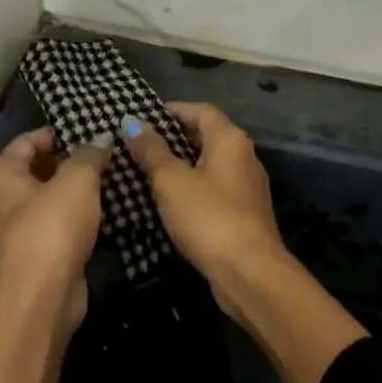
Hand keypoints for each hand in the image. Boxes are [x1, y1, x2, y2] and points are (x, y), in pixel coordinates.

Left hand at [0, 126, 110, 332]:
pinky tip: (108, 209)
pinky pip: (60, 224)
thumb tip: (102, 138)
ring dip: (79, 189)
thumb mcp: (77, 181)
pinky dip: (80, 216)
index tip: (92, 129)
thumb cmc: (51, 227)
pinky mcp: (39, 253)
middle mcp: (3, 199)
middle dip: (73, 160)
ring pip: (52, 198)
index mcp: (1, 174)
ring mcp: (19, 229)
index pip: (28, 140)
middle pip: (40, 168)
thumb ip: (90, 155)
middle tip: (109, 151)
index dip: (59, 132)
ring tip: (114, 176)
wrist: (42, 297)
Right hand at [120, 102, 285, 287]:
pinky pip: (214, 188)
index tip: (142, 117)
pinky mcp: (245, 213)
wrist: (249, 272)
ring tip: (147, 171)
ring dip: (181, 164)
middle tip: (139, 144)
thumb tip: (132, 122)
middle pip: (206, 135)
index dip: (171, 110)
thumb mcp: (170, 180)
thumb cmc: (208, 216)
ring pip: (209, 164)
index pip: (200, 110)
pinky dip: (192, 187)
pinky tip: (169, 200)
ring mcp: (247, 186)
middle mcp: (244, 156)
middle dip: (173, 137)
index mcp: (229, 139)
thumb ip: (151, 149)